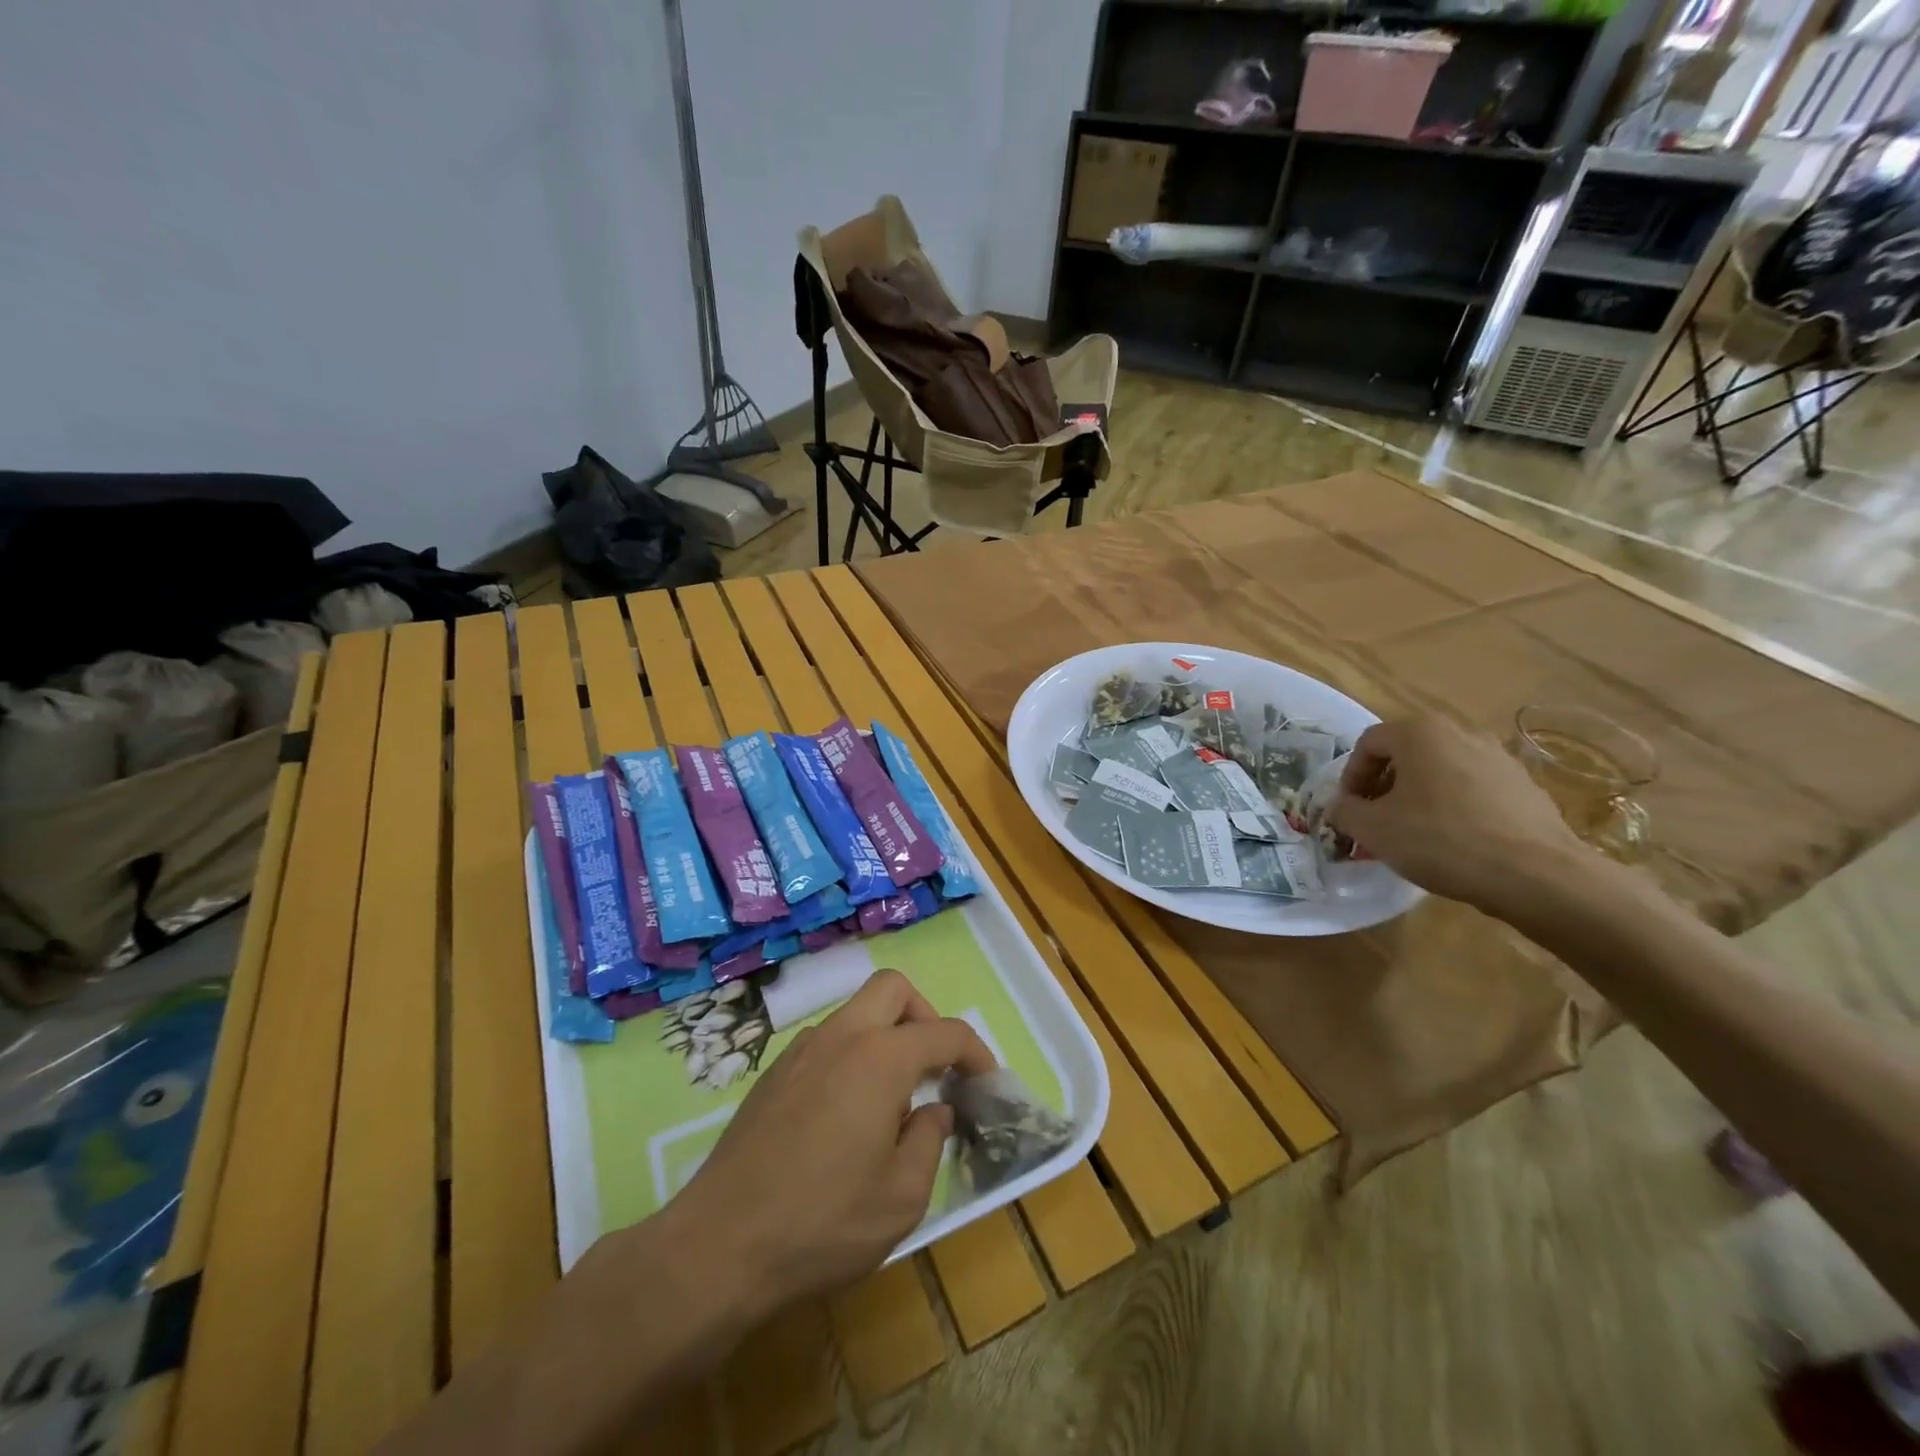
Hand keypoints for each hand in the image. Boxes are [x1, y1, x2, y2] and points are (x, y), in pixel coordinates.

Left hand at [671, 969, 993, 1312]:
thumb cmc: (822, 1223)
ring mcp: (802, 1050)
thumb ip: (929, 1141)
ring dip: (885, 1035)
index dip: (976, 1052)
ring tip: (891, 1099)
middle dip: (925, 1015)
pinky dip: (851, 1056)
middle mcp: (842, 1037)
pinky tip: (845, 1114)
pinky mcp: (774, 1073)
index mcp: (880, 1058)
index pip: (945, 1032)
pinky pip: (827, 1041)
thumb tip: (934, 1109)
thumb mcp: (901, 1198)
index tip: (987, 1082)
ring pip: (856, 1011)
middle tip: (934, 1067)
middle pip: (893, 988)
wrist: (719, 1246)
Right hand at [1327, 716, 1587, 914]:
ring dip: (1418, 797)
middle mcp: (1461, 733)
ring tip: (1413, 834)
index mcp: (1420, 733)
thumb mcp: (1373, 829)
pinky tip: (1454, 843)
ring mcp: (1499, 758)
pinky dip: (1453, 808)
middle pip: (1406, 754)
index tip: (1349, 810)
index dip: (1350, 776)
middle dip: (1383, 787)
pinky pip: (1473, 790)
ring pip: (1440, 771)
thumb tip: (1340, 807)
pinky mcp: (1525, 787)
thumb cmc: (1441, 840)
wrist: (1537, 875)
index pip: (1368, 743)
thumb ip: (1344, 811)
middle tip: (1376, 821)